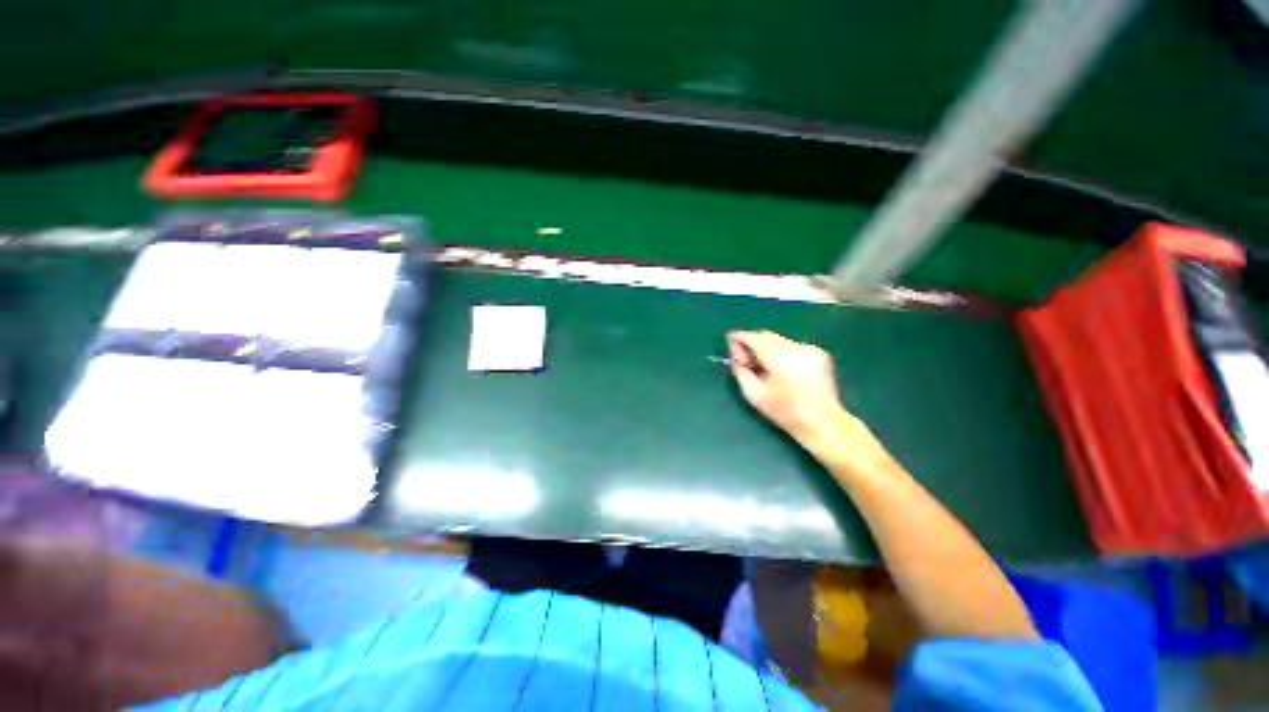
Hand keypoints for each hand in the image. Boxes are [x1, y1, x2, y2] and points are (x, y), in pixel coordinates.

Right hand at [727, 330, 852, 447]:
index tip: (729, 344)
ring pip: (778, 339)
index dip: (739, 338)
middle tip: (742, 359)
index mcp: (781, 358)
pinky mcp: (818, 352)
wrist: (824, 423)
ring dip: (764, 347)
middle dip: (751, 343)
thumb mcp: (754, 395)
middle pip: (766, 335)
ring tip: (759, 365)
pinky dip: (779, 351)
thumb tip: (735, 357)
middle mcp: (797, 348)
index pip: (754, 338)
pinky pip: (790, 345)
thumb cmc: (786, 413)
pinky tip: (777, 367)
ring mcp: (810, 348)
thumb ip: (741, 371)